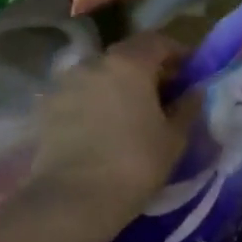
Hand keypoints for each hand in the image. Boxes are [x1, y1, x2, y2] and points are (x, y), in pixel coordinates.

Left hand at [26, 34, 190, 222]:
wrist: (73, 200)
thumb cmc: (135, 163)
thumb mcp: (174, 137)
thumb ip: (187, 107)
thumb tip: (194, 91)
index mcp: (129, 63)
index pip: (158, 42)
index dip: (178, 53)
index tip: (190, 72)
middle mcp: (93, 63)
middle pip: (127, 56)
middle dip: (148, 69)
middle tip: (164, 94)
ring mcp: (65, 84)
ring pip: (100, 75)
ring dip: (118, 85)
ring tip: (131, 113)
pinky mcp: (46, 108)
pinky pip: (79, 95)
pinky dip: (95, 102)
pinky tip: (104, 128)